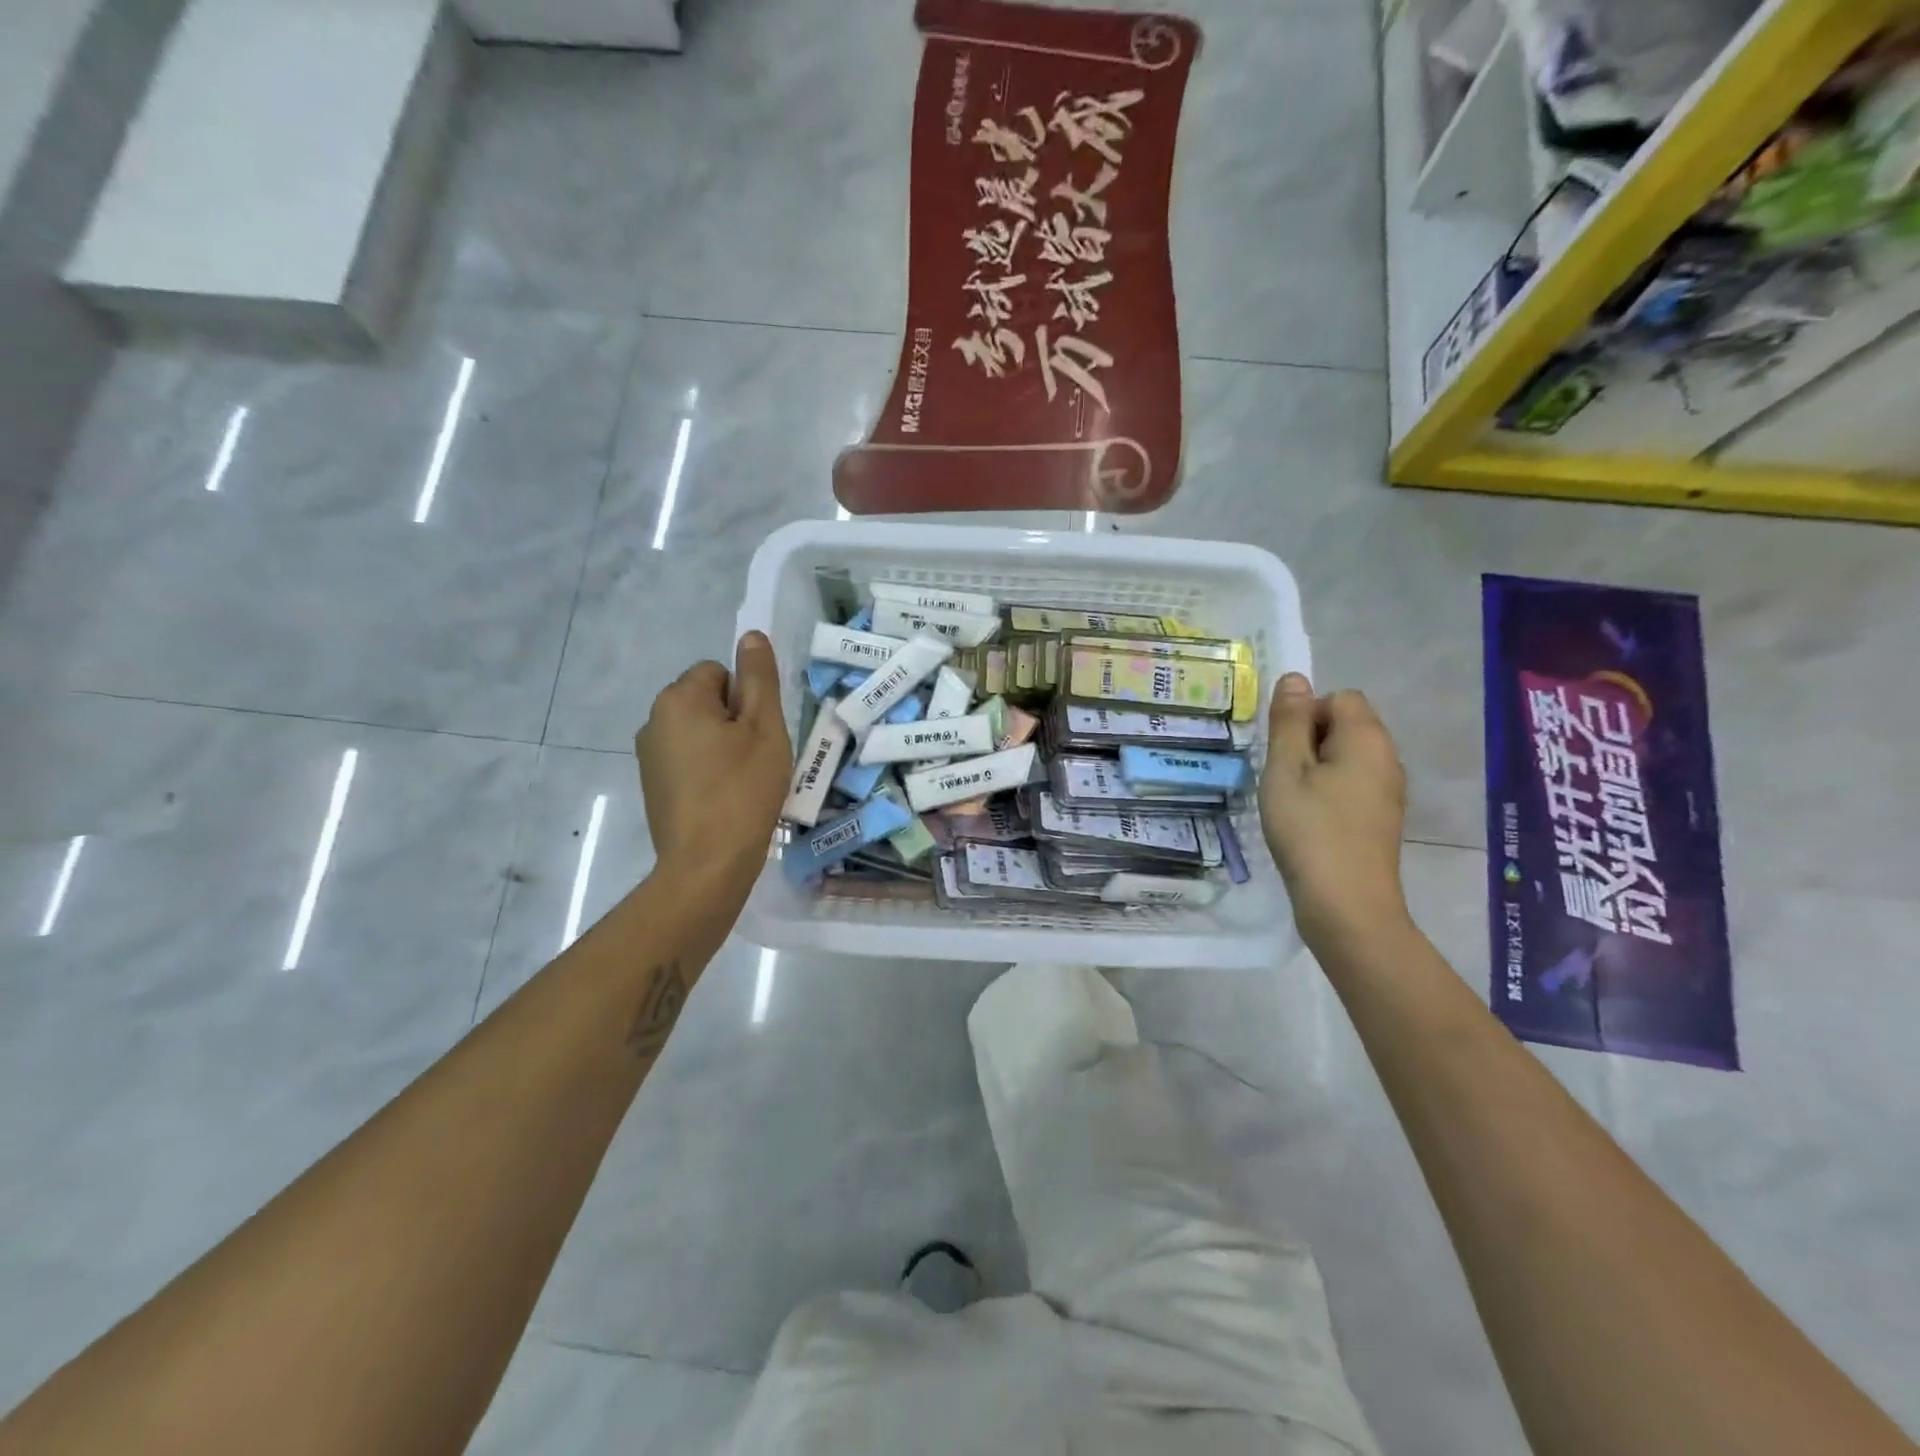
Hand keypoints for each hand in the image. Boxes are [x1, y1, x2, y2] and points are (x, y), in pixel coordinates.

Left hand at [637, 631, 791, 895]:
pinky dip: (708, 772)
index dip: (746, 700)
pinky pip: (689, 760)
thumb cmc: (743, 789)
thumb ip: (759, 677)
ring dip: (723, 747)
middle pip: (707, 701)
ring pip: (700, 733)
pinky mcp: (653, 786)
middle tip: (755, 760)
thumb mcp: (764, 727)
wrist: (707, 864)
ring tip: (742, 783)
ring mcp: (649, 756)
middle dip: (734, 722)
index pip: (719, 672)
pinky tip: (724, 800)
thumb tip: (750, 635)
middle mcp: (654, 720)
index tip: (758, 735)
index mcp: (679, 699)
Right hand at [1260, 673, 1411, 953]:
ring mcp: (1388, 791)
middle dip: (1308, 742)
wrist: (1347, 905)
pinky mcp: (1381, 818)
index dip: (1305, 715)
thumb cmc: (1310, 830)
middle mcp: (1387, 758)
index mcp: (1367, 739)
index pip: (1339, 698)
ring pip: (1346, 758)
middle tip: (1281, 776)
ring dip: (1314, 769)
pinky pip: (1351, 785)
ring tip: (1291, 800)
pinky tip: (1308, 821)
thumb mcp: (1286, 769)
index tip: (1283, 751)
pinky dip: (1327, 793)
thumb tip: (1295, 678)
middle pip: (1345, 726)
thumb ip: (1289, 721)